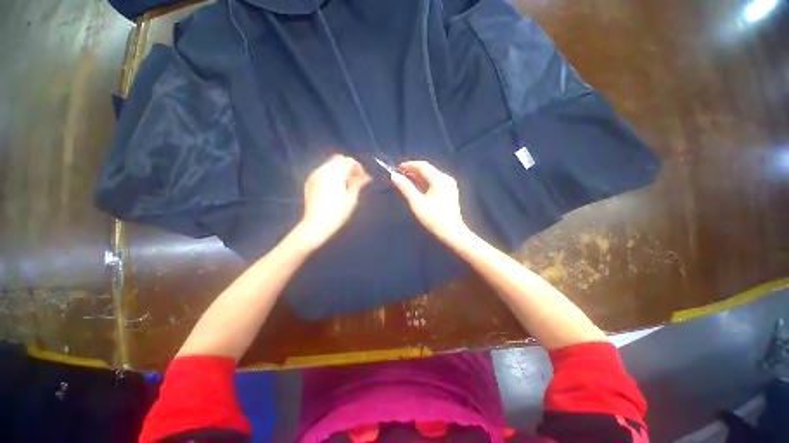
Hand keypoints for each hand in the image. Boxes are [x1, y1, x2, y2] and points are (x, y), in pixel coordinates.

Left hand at [296, 155, 371, 247]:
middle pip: (338, 160)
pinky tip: (335, 187)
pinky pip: (323, 172)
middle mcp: (323, 170)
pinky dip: (331, 175)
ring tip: (346, 185)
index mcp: (335, 173)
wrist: (316, 225)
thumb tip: (366, 177)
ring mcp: (314, 175)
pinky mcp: (310, 182)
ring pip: (330, 165)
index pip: (348, 161)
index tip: (363, 179)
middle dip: (349, 168)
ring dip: (340, 171)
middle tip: (356, 181)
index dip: (358, 168)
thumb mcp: (351, 198)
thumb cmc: (337, 213)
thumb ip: (358, 184)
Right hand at [390, 161, 470, 243]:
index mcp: (440, 179)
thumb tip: (394, 176)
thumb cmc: (433, 219)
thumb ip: (406, 188)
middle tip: (400, 174)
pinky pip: (435, 180)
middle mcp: (446, 178)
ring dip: (418, 176)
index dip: (409, 165)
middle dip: (413, 170)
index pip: (423, 166)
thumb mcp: (417, 203)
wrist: (452, 233)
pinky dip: (425, 181)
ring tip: (406, 179)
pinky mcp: (450, 191)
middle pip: (428, 169)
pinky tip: (417, 186)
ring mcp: (450, 184)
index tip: (397, 168)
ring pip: (431, 174)